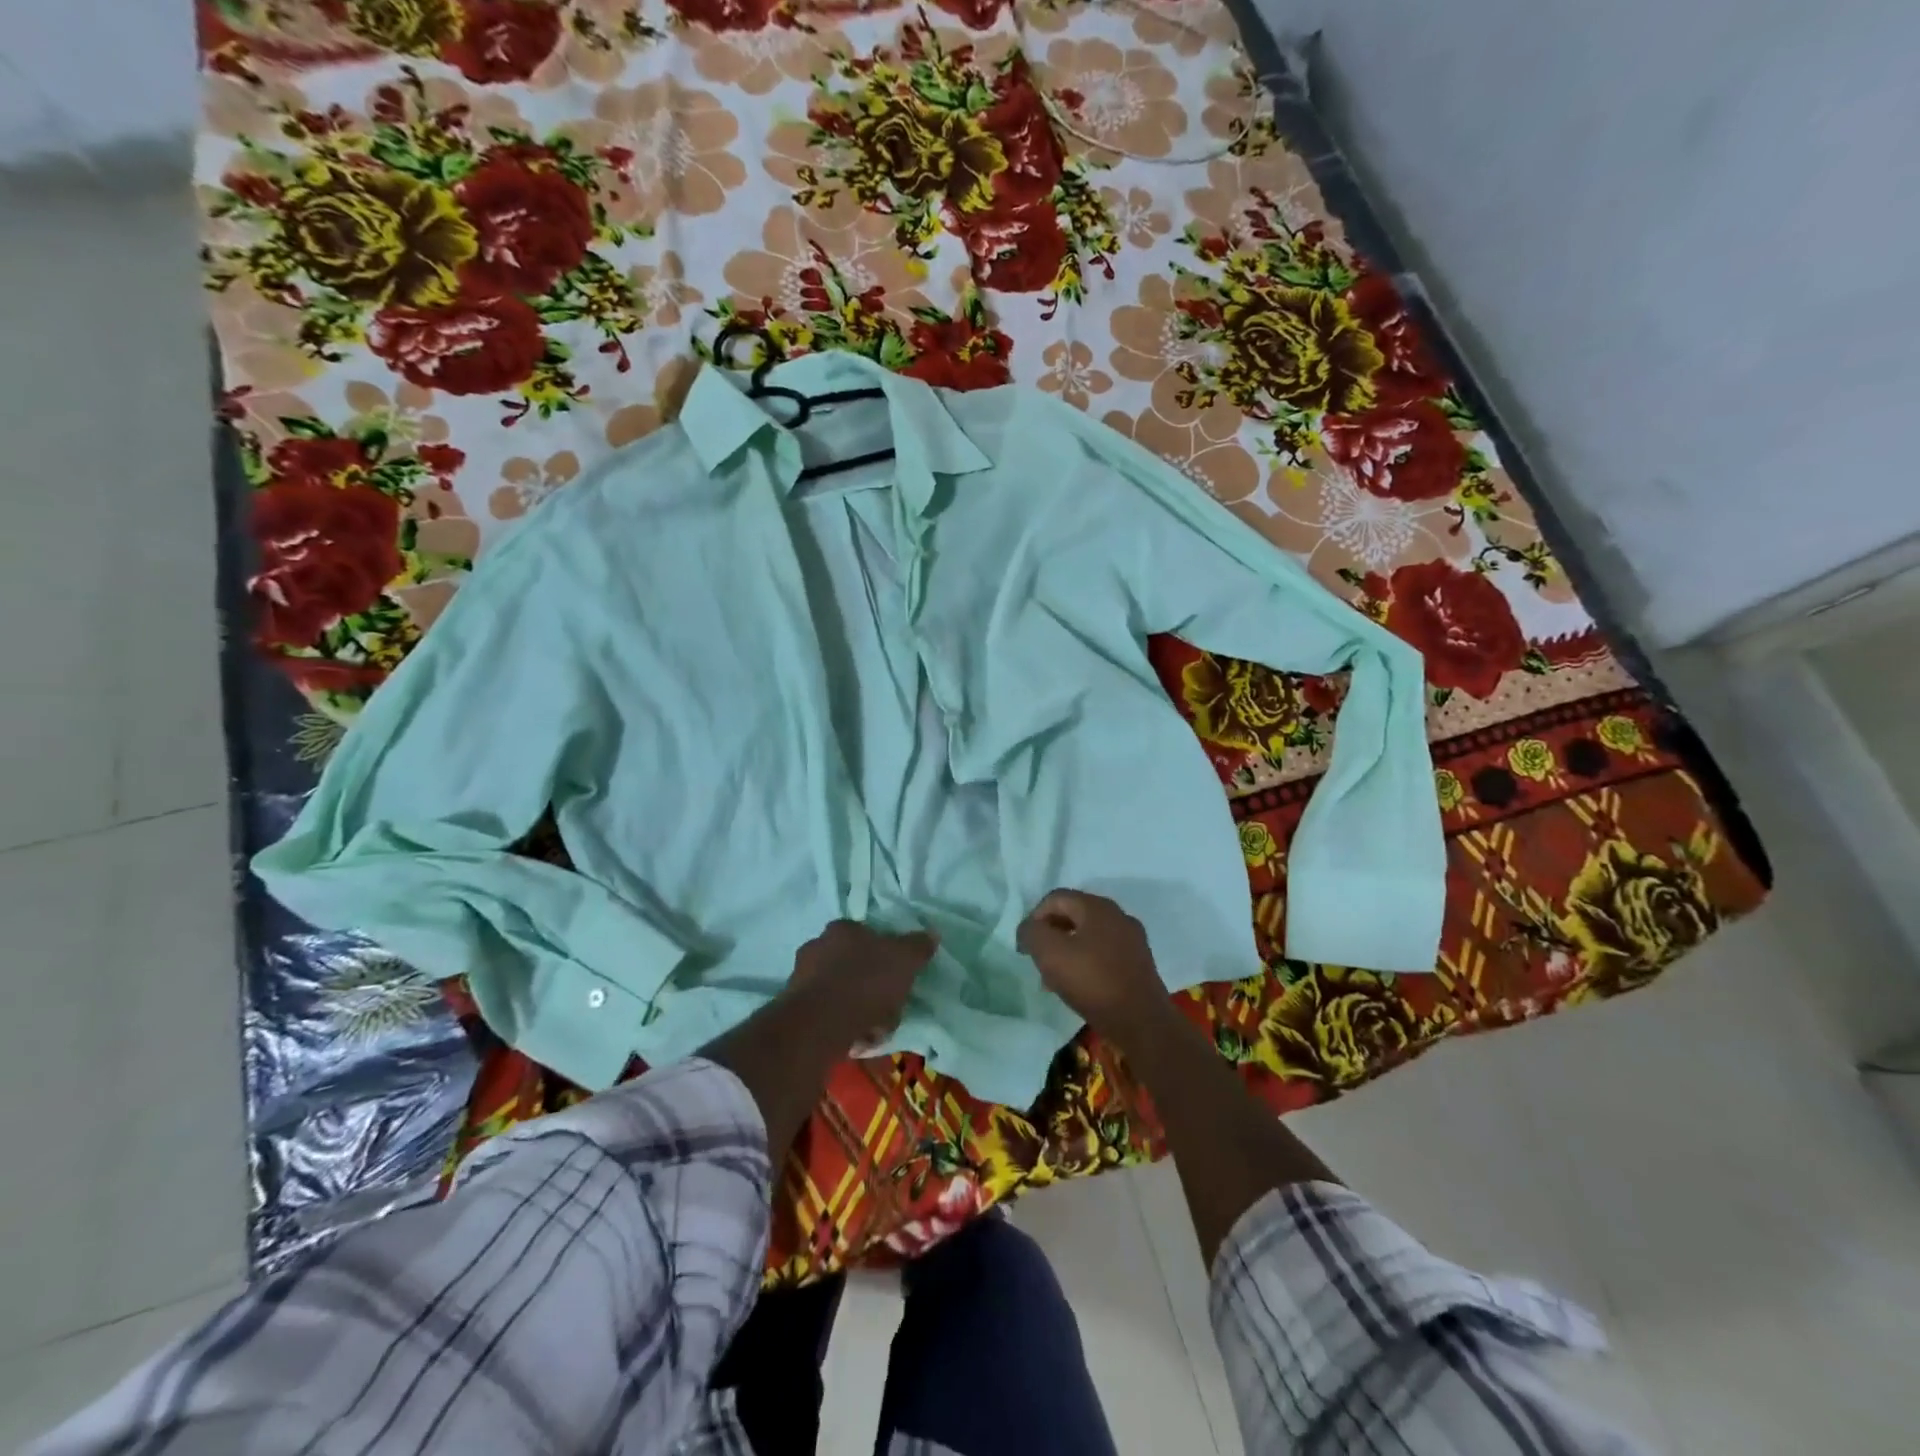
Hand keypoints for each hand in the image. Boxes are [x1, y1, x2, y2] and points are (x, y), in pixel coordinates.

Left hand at [784, 920, 937, 1047]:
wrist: (819, 1025)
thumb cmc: (865, 982)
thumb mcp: (904, 961)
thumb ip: (918, 946)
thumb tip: (932, 934)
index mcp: (842, 929)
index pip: (866, 935)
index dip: (885, 956)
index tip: (897, 977)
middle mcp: (817, 947)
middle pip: (853, 966)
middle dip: (872, 988)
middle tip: (889, 1008)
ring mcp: (801, 979)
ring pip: (841, 993)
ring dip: (859, 1010)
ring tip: (874, 1031)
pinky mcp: (794, 1010)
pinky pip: (828, 1015)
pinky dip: (843, 1026)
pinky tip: (856, 1041)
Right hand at [1016, 889, 1170, 1043]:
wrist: (1142, 1022)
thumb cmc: (1093, 982)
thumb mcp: (1050, 953)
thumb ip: (1032, 933)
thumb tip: (1029, 929)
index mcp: (1097, 906)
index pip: (1056, 898)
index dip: (1034, 918)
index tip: (1025, 947)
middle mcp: (1118, 915)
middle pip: (1073, 915)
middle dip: (1051, 935)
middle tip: (1038, 961)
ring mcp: (1132, 939)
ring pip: (1088, 936)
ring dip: (1067, 951)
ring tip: (1054, 979)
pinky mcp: (1139, 963)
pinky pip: (1104, 953)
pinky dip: (1086, 963)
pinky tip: (1079, 987)